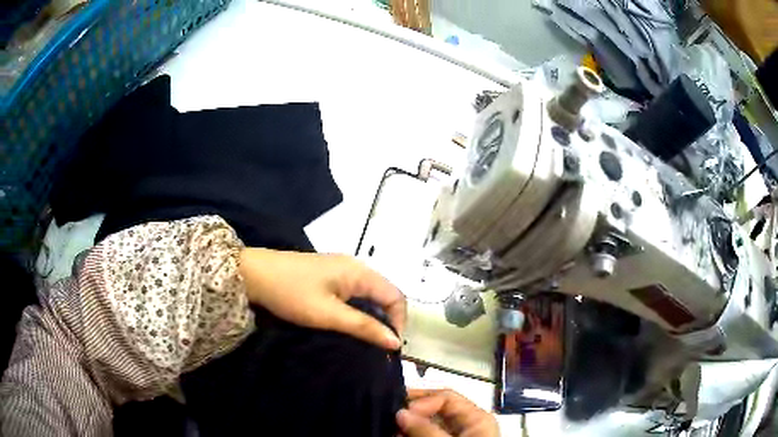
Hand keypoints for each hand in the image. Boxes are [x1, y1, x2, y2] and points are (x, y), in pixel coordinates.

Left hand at [239, 248, 405, 348]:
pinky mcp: (327, 276)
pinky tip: (348, 325)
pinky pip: (353, 294)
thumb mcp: (327, 314)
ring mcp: (340, 270)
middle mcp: (354, 267)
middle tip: (377, 347)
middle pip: (383, 294)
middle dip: (386, 321)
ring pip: (368, 296)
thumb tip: (395, 342)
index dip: (398, 321)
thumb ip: (363, 327)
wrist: (253, 275)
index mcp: (359, 272)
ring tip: (364, 340)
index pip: (395, 296)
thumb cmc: (291, 293)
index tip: (389, 346)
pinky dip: (357, 311)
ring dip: (371, 317)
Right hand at [397, 389, 498, 436]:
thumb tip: (400, 412)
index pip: (446, 396)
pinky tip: (400, 436)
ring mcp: (460, 435)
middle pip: (437, 410)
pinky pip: (431, 435)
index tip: (399, 412)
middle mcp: (469, 423)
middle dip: (413, 413)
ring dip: (411, 425)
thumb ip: (426, 429)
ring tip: (392, 430)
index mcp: (477, 417)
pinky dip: (416, 434)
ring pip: (432, 423)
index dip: (422, 401)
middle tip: (390, 420)